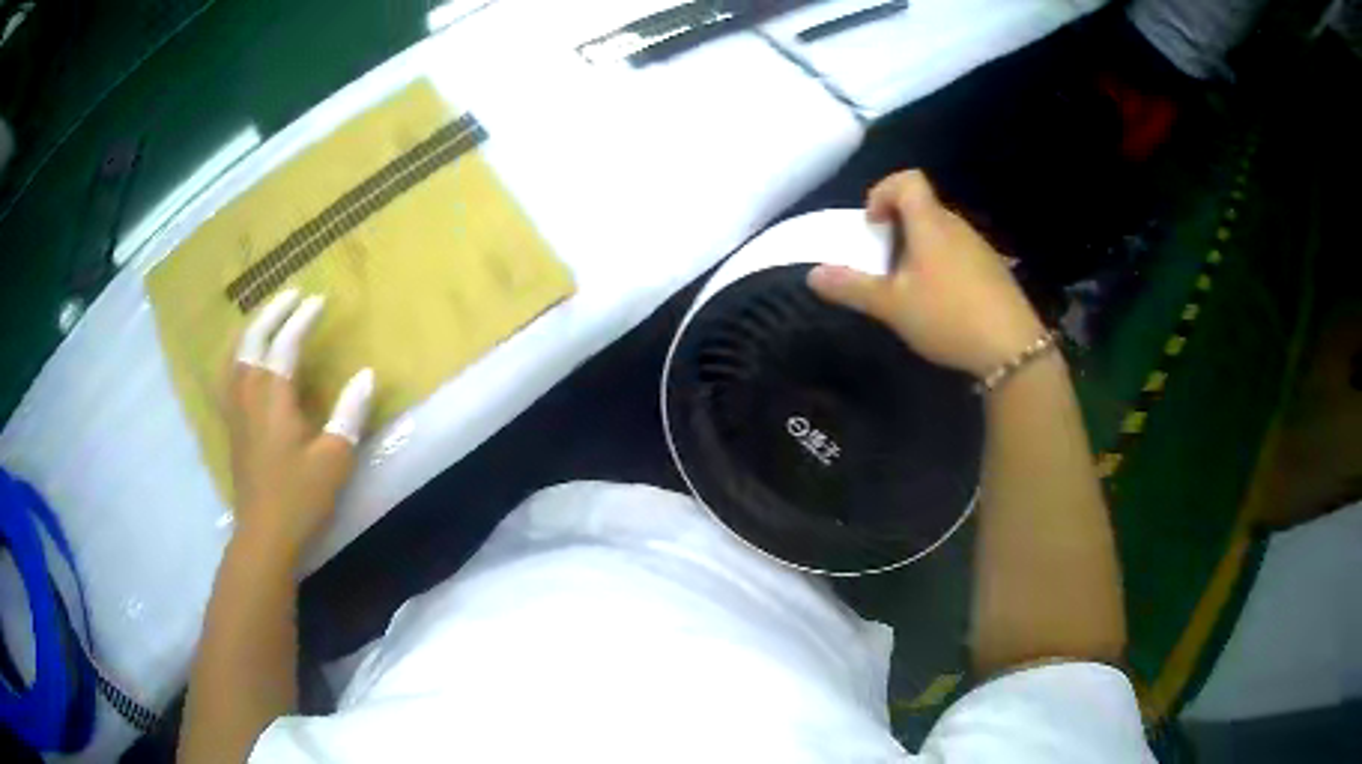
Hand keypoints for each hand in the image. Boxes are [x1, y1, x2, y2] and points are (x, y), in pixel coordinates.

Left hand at [225, 289, 373, 563]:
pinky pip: (228, 376)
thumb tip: (366, 374)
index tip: (320, 300)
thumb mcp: (334, 459)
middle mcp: (249, 394)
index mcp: (274, 398)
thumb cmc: (300, 498)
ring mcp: (236, 410)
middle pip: (254, 339)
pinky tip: (242, 358)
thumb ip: (349, 413)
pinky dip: (236, 354)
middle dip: (272, 311)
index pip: (286, 344)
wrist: (264, 536)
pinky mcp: (232, 426)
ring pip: (236, 355)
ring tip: (266, 316)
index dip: (303, 319)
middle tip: (293, 294)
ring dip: (251, 328)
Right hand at [808, 170, 1045, 377]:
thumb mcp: (892, 306)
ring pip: (941, 233)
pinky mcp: (994, 270)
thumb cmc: (947, 316)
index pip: (907, 180)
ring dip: (920, 249)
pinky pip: (959, 253)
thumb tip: (813, 273)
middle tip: (885, 265)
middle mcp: (957, 226)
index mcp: (930, 224)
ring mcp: (979, 247)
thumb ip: (852, 287)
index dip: (883, 192)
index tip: (873, 226)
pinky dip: (942, 265)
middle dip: (897, 228)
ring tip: (912, 289)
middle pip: (922, 207)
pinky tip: (943, 304)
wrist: (1012, 349)